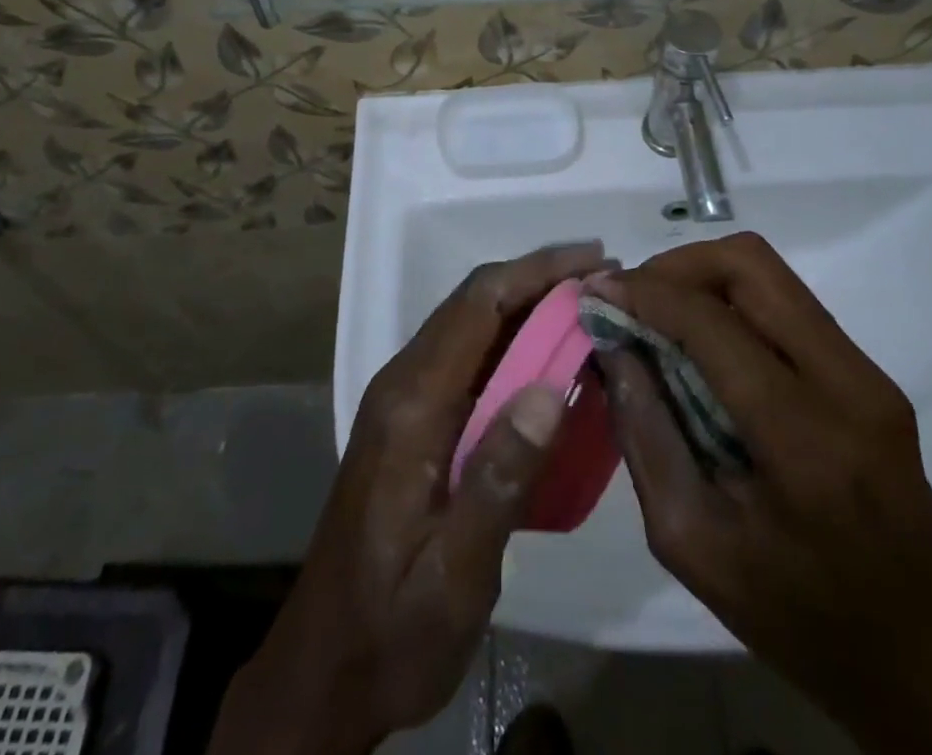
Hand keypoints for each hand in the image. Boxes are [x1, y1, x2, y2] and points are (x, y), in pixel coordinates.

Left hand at [208, 243, 611, 754]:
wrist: (324, 669)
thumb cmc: (392, 627)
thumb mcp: (455, 571)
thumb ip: (500, 478)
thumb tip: (552, 387)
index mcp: (411, 404)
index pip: (478, 306)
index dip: (538, 272)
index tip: (595, 262)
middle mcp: (403, 383)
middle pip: (475, 302)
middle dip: (539, 278)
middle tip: (606, 278)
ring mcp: (405, 399)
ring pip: (472, 324)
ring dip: (528, 303)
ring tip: (590, 305)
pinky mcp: (414, 419)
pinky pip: (470, 356)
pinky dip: (515, 339)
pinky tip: (553, 356)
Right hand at [593, 233, 931, 754]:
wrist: (926, 659)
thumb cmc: (800, 619)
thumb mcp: (693, 543)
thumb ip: (645, 434)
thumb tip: (613, 346)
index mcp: (805, 440)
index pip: (712, 323)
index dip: (646, 293)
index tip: (596, 292)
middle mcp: (847, 384)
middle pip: (750, 264)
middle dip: (676, 266)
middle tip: (631, 298)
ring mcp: (867, 372)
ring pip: (770, 272)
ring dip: (703, 276)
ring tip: (659, 314)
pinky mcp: (869, 373)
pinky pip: (786, 303)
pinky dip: (731, 301)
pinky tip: (703, 341)